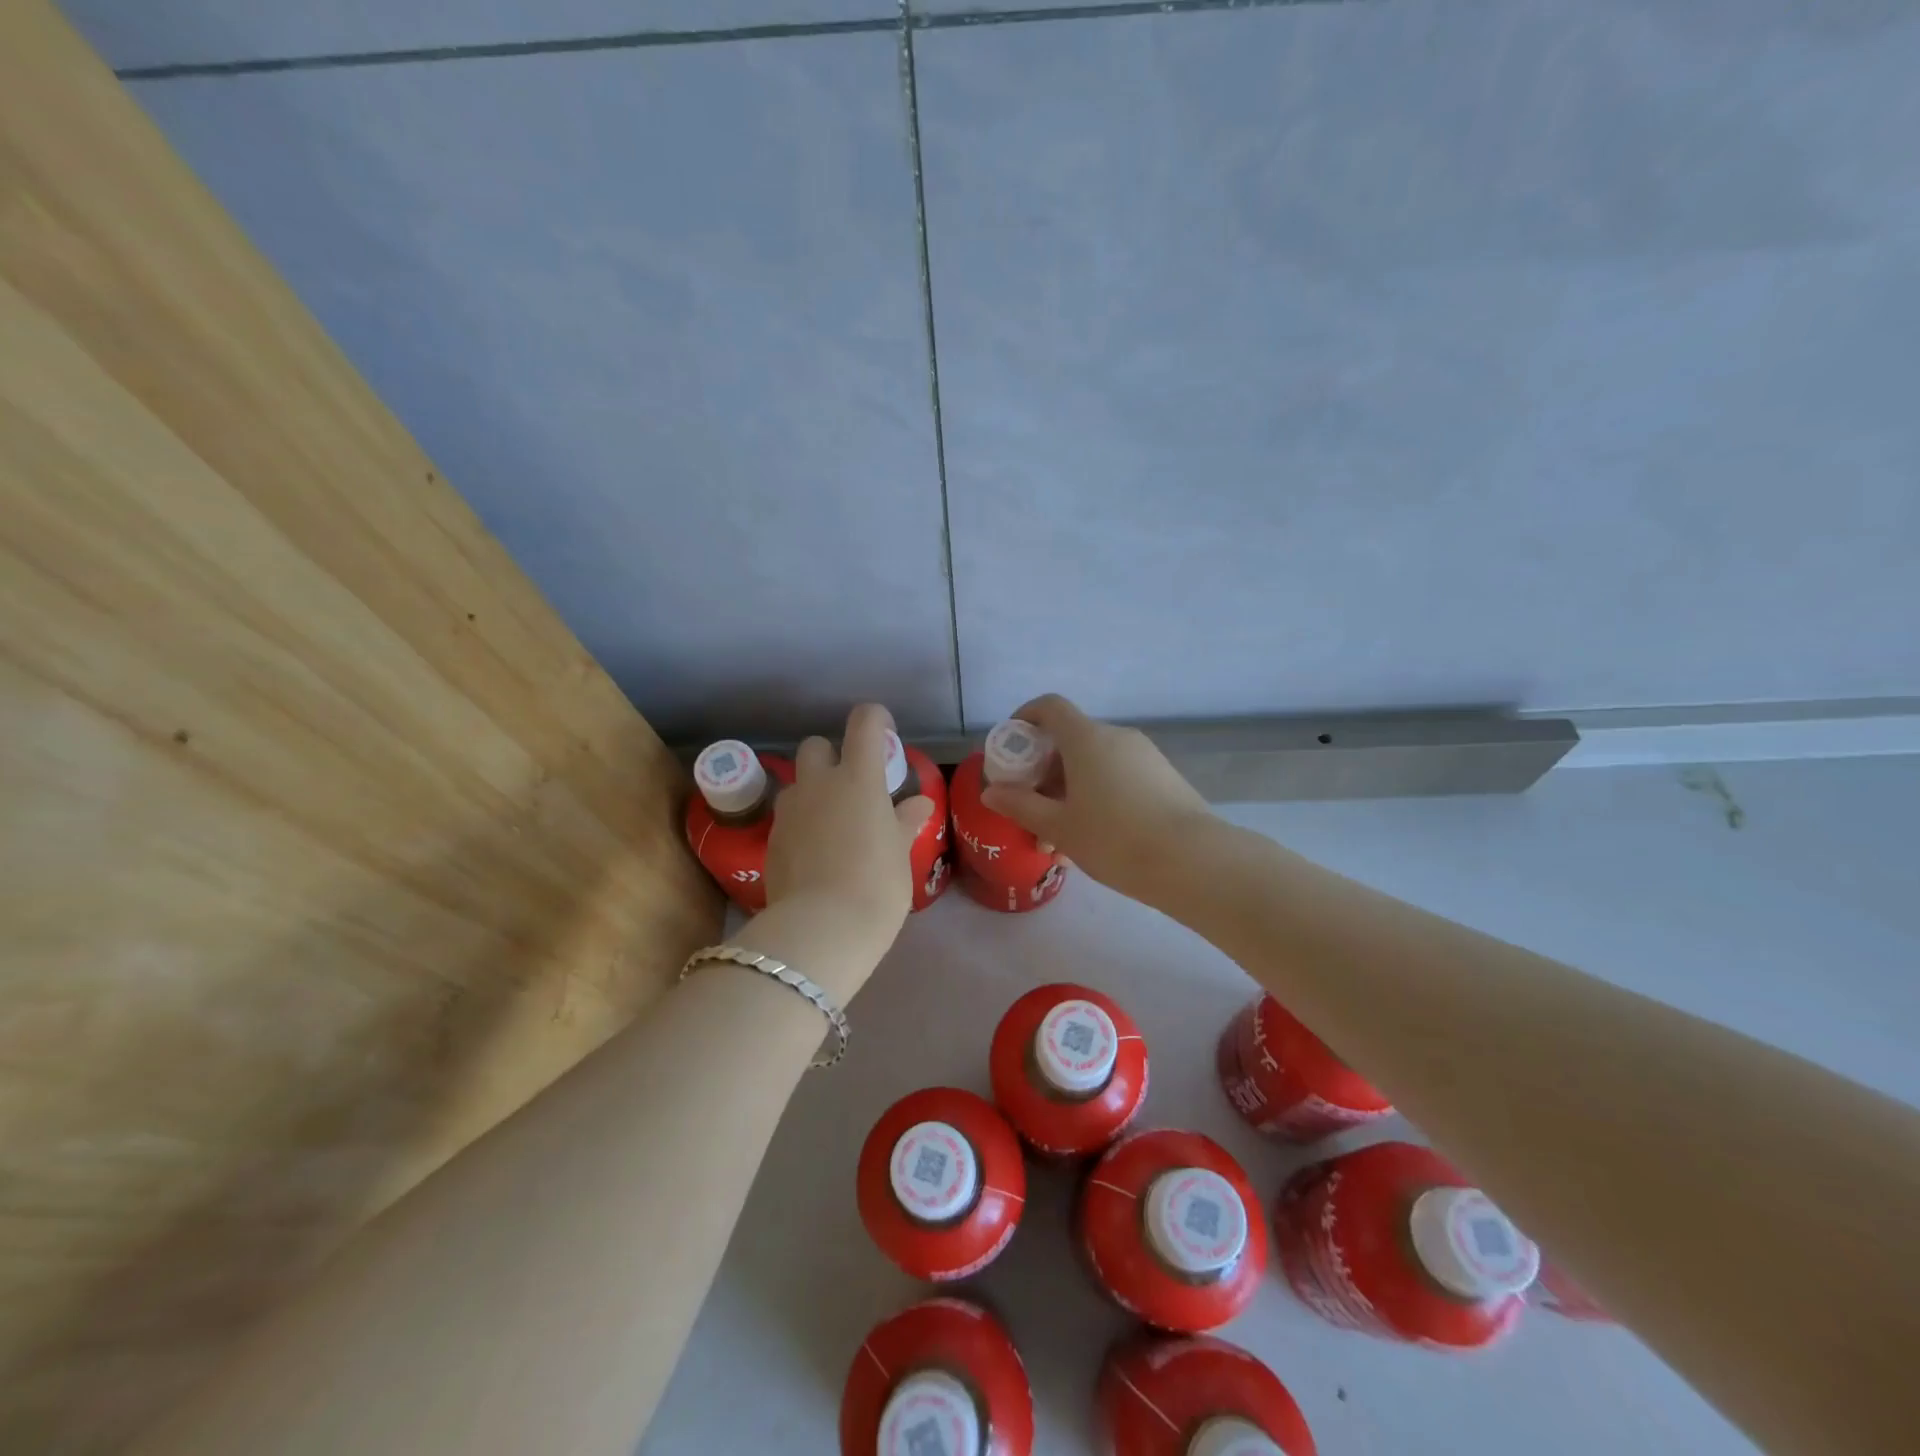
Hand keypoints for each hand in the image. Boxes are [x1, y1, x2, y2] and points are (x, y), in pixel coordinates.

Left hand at [756, 704, 933, 998]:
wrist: (821, 929)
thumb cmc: (876, 885)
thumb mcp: (900, 853)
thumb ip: (905, 821)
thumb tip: (918, 804)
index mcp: (858, 778)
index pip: (864, 722)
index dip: (876, 720)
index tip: (886, 736)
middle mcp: (819, 783)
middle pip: (816, 745)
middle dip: (832, 755)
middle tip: (852, 787)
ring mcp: (789, 810)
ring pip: (797, 783)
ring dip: (813, 792)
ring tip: (832, 825)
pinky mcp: (771, 839)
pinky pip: (787, 817)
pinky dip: (801, 824)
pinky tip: (815, 854)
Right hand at [979, 694, 1214, 901]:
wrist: (1194, 862)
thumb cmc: (1115, 839)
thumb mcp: (1059, 827)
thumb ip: (1021, 806)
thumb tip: (991, 792)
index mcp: (1087, 738)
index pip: (1049, 707)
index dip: (1025, 718)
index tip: (1011, 746)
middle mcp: (1116, 737)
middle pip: (1070, 739)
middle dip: (1045, 770)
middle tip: (1031, 808)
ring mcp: (1145, 756)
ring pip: (1095, 763)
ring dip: (1070, 790)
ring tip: (1060, 839)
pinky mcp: (1164, 778)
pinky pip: (1119, 777)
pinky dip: (1098, 796)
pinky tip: (1094, 840)